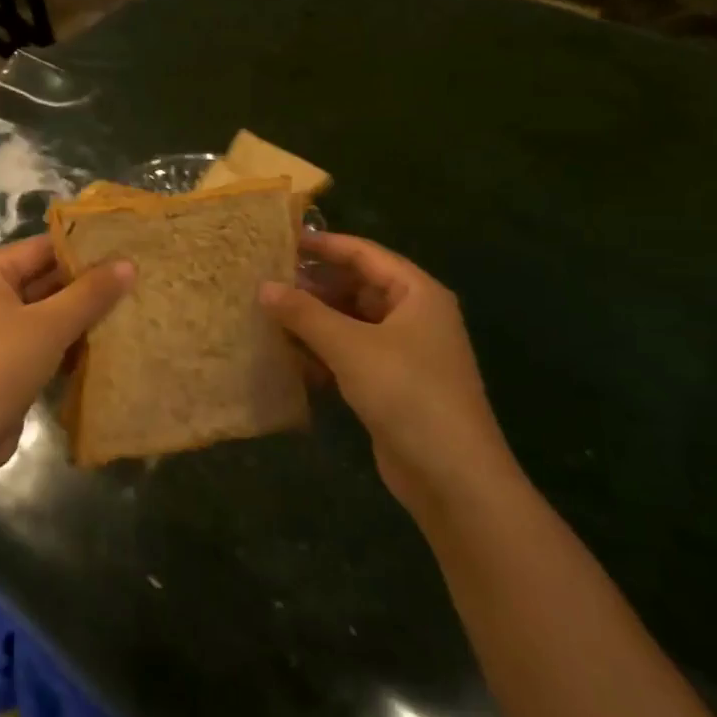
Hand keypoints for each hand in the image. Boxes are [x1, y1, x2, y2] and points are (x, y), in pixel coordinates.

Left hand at [0, 235, 133, 484]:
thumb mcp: (49, 327)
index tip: (126, 250)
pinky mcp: (2, 361)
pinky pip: (40, 339)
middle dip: (85, 284)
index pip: (42, 247)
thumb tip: (129, 264)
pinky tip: (102, 345)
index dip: (83, 248)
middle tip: (135, 281)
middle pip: (43, 278)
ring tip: (128, 309)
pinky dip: (66, 341)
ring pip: (44, 311)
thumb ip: (90, 294)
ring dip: (79, 315)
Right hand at [259, 232, 515, 513]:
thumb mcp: (350, 346)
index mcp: (416, 293)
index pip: (364, 253)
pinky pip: (351, 355)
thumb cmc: (406, 393)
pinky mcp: (391, 385)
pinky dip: (323, 352)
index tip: (280, 240)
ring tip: (267, 315)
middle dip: (313, 285)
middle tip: (265, 280)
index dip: (324, 244)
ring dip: (314, 320)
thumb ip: (305, 313)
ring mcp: (403, 353)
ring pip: (351, 323)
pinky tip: (288, 357)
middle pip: (357, 287)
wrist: (452, 477)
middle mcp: (413, 316)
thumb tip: (264, 286)